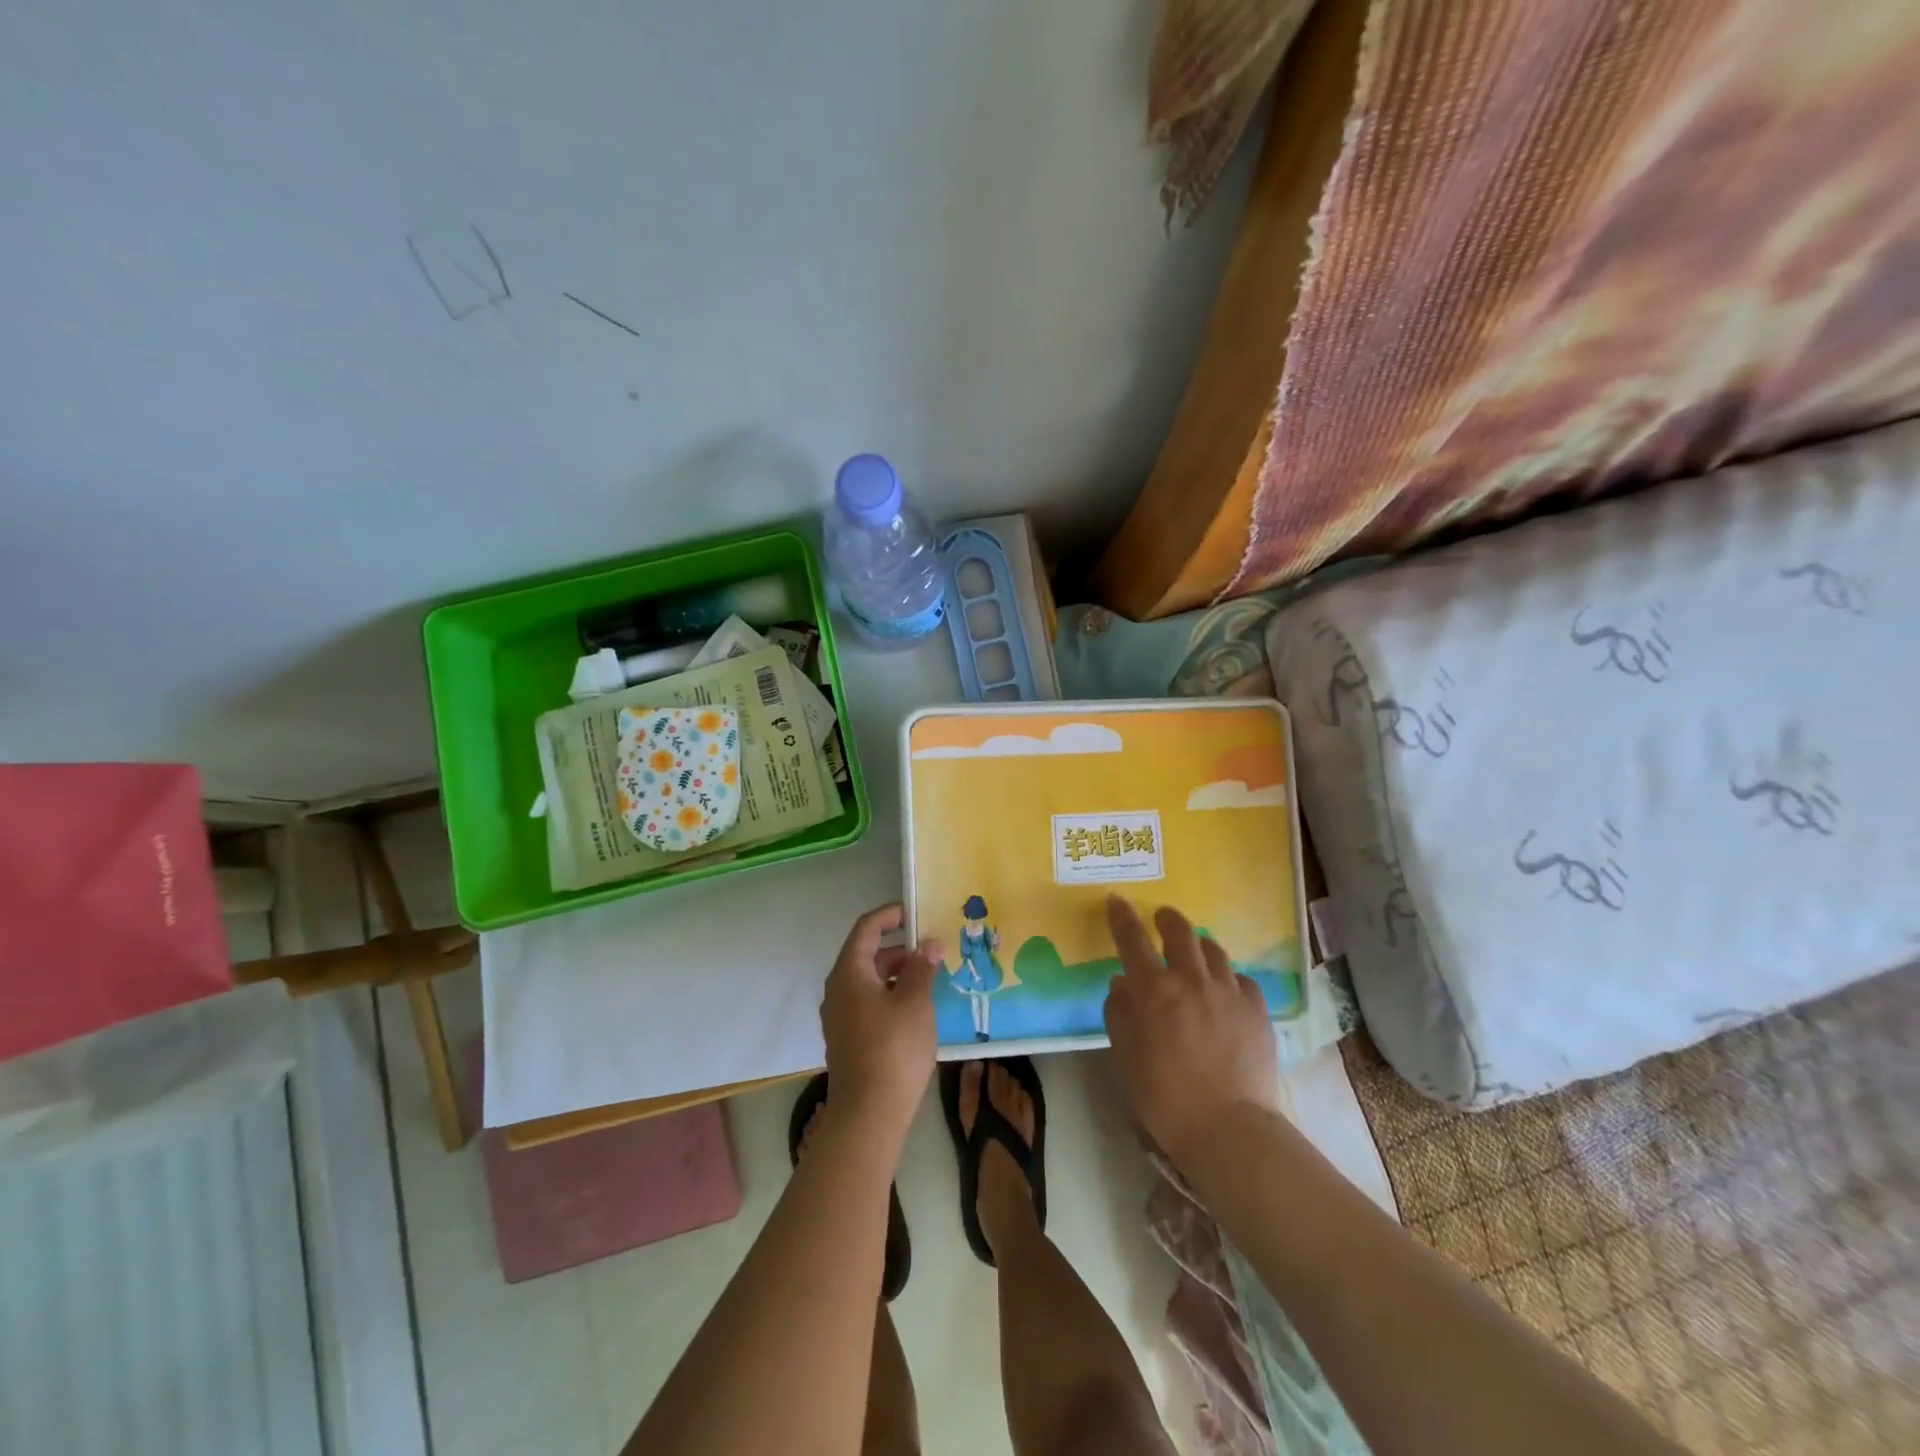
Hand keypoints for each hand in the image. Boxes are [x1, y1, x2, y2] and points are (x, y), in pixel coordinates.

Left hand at [820, 905, 942, 1141]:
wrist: (868, 1114)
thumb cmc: (893, 1048)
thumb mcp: (915, 1002)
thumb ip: (922, 968)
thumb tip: (930, 944)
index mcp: (849, 972)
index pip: (866, 928)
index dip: (890, 916)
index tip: (915, 913)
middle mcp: (838, 989)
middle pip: (867, 955)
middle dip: (900, 949)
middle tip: (933, 951)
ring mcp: (840, 1017)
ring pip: (869, 981)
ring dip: (897, 974)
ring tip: (930, 980)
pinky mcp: (848, 1039)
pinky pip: (869, 1003)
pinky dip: (891, 996)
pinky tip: (916, 1010)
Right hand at [1102, 896, 1280, 1169]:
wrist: (1230, 1128)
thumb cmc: (1165, 1097)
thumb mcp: (1126, 1056)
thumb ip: (1120, 1013)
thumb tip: (1122, 984)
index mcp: (1154, 989)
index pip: (1132, 939)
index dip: (1122, 917)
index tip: (1116, 901)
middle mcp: (1192, 979)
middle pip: (1180, 931)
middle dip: (1167, 919)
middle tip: (1161, 920)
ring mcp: (1229, 992)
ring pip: (1214, 950)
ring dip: (1199, 945)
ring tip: (1195, 953)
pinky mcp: (1258, 1010)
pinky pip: (1241, 979)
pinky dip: (1228, 978)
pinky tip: (1226, 991)